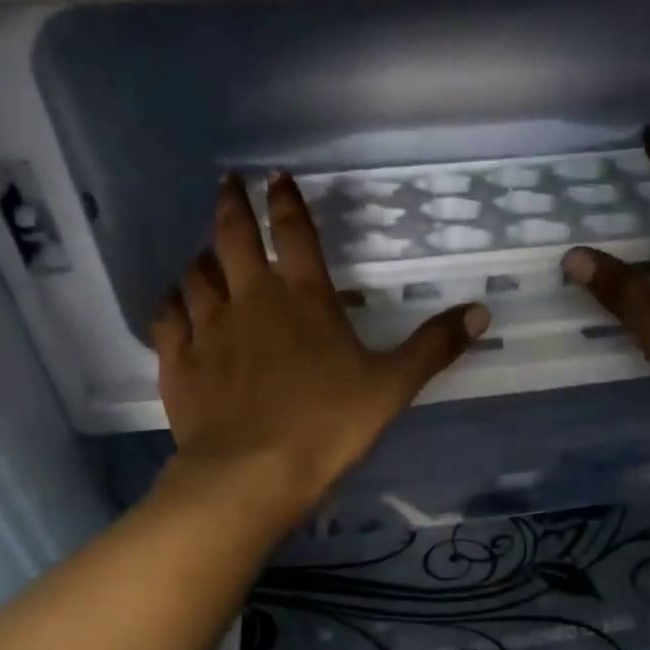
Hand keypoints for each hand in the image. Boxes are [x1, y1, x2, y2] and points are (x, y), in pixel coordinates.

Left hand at [151, 173, 488, 528]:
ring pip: (197, 274)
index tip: (276, 176)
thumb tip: (481, 312)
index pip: (294, 234)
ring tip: (207, 251)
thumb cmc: (329, 425)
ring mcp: (209, 329)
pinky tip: (176, 301)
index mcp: (305, 299)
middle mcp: (251, 300)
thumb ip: (434, 347)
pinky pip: (168, 317)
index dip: (286, 201)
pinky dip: (172, 302)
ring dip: (203, 256)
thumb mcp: (393, 386)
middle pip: (233, 237)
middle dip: (231, 205)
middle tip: (228, 184)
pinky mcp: (179, 362)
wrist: (253, 472)